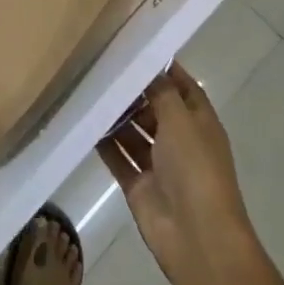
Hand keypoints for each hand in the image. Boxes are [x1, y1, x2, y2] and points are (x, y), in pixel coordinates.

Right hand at [101, 64, 254, 284]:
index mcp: (199, 122)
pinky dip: (104, 143)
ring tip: (87, 90)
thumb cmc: (195, 169)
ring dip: (115, 116)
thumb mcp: (181, 120)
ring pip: (133, 133)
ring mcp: (158, 164)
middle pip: (154, 108)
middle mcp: (180, 140)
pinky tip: (84, 123)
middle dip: (132, 92)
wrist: (196, 235)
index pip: (182, 87)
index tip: (133, 49)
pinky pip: (118, 157)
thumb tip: (150, 67)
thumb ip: (162, 92)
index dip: (163, 69)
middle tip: (100, 68)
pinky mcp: (139, 184)